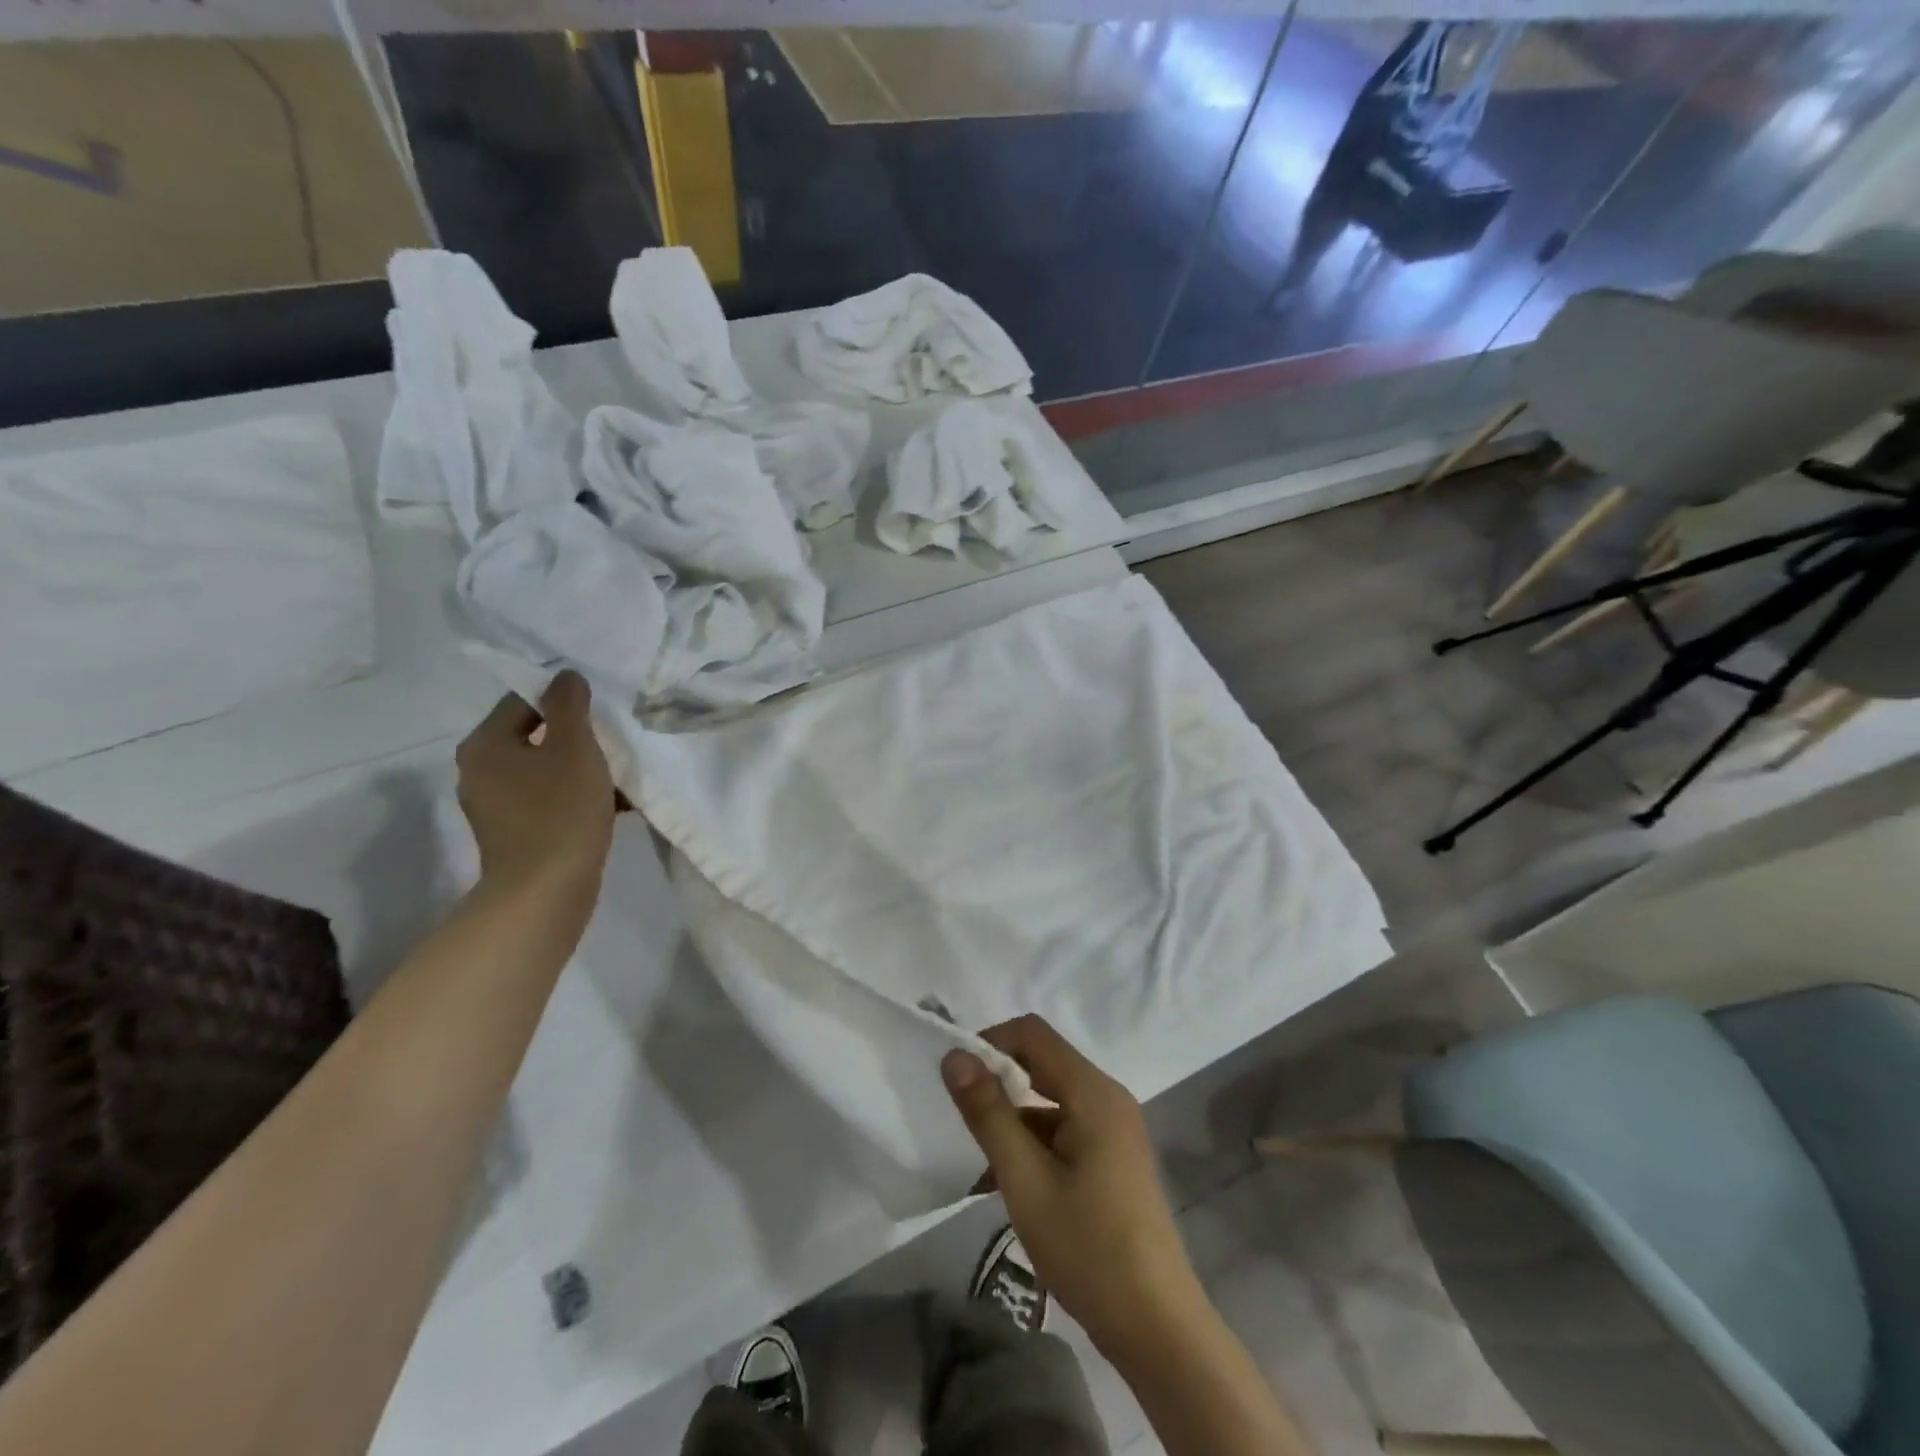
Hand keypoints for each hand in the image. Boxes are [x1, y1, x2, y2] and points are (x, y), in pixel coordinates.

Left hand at [455, 672, 614, 908]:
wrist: (546, 892)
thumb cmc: (560, 811)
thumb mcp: (574, 747)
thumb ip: (569, 705)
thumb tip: (565, 675)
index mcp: (485, 745)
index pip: (524, 701)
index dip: (564, 700)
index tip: (600, 710)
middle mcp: (479, 772)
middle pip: (534, 737)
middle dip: (576, 738)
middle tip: (613, 741)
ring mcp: (494, 808)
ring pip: (544, 771)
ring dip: (580, 769)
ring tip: (618, 776)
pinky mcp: (514, 835)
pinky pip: (548, 801)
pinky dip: (575, 798)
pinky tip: (610, 806)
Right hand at [942, 1016, 1206, 1363]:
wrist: (1156, 1327)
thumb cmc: (1088, 1247)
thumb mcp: (1026, 1180)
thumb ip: (989, 1113)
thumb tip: (955, 1056)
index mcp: (1093, 1091)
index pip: (1033, 1034)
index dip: (990, 1043)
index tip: (955, 1077)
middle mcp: (1106, 1098)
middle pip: (1042, 1064)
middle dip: (996, 1083)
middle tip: (956, 1115)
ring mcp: (1112, 1130)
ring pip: (1049, 1102)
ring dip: (1010, 1122)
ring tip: (970, 1161)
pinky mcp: (1111, 1159)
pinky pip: (1062, 1131)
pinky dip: (1030, 1146)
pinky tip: (997, 1184)